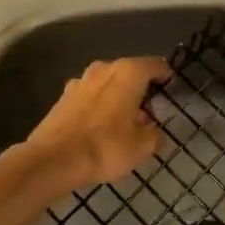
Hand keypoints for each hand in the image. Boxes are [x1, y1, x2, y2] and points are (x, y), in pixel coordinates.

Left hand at [24, 56, 169, 190]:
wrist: (53, 159)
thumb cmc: (105, 147)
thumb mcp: (141, 147)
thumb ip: (154, 135)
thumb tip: (154, 131)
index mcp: (128, 73)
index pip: (154, 65)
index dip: (164, 74)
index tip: (170, 84)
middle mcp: (104, 68)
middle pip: (128, 72)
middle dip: (139, 86)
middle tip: (148, 107)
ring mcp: (80, 81)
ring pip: (106, 83)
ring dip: (116, 95)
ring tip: (123, 118)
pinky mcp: (63, 97)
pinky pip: (89, 95)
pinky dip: (98, 105)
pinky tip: (99, 125)